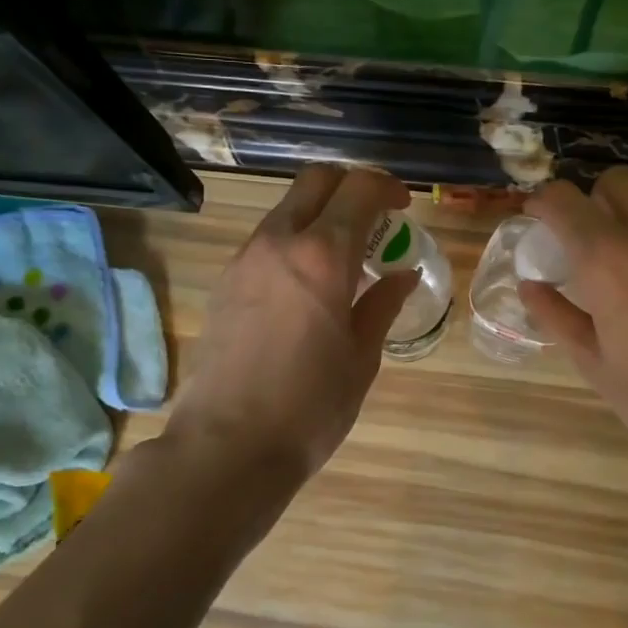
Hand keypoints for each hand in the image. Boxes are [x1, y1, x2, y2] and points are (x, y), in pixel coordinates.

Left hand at [167, 165, 418, 487]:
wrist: (227, 446)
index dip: (387, 188)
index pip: (358, 190)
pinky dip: (294, 241)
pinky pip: (265, 241)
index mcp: (322, 256)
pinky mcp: (224, 283)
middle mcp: (278, 242)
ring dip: (319, 215)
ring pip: (286, 209)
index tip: (403, 207)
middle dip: (350, 186)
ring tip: (344, 256)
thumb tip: (403, 274)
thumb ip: (382, 305)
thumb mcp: (361, 357)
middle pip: (315, 182)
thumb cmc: (310, 406)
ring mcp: (244, 260)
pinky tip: (308, 284)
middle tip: (374, 218)